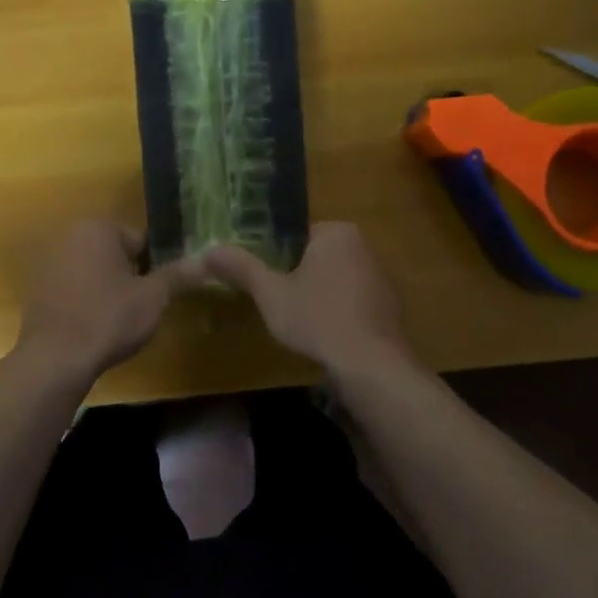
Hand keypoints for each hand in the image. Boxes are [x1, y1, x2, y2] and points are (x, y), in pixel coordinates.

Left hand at [16, 220, 201, 383]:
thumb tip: (207, 260)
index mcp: (97, 228)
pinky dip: (84, 299)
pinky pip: (71, 287)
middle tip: (140, 307)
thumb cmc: (109, 319)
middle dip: (128, 275)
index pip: (140, 241)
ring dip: (106, 287)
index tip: (158, 293)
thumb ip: (178, 275)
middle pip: (114, 253)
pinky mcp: (35, 288)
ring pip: (92, 270)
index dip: (154, 267)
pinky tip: (92, 324)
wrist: (55, 358)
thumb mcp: (153, 298)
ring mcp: (47, 261)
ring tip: (117, 319)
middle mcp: (68, 235)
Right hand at [204, 223, 410, 377]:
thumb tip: (207, 251)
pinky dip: (340, 312)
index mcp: (337, 233)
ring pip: (337, 279)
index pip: (297, 234)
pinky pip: (354, 301)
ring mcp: (382, 276)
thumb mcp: (270, 293)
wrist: (370, 364)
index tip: (263, 279)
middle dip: (298, 276)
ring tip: (299, 321)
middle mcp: (365, 246)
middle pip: (317, 256)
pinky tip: (327, 334)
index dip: (275, 257)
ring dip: (319, 294)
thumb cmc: (316, 318)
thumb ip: (241, 268)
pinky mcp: (390, 306)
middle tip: (277, 301)